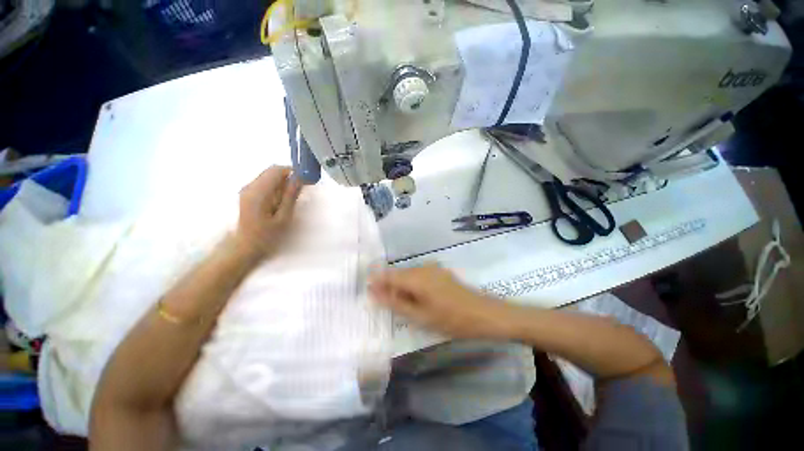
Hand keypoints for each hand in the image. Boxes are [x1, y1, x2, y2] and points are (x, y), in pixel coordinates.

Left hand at [233, 166, 302, 259]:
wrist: (244, 248)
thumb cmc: (266, 236)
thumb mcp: (283, 217)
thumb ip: (290, 196)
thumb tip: (299, 179)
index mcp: (259, 191)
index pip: (277, 170)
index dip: (293, 171)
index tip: (307, 180)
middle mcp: (250, 186)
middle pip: (272, 171)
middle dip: (289, 177)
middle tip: (303, 189)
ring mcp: (247, 190)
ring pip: (269, 177)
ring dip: (283, 183)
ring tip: (294, 197)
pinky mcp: (248, 195)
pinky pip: (265, 184)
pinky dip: (277, 188)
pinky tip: (283, 200)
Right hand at [368, 265, 511, 339]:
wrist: (483, 314)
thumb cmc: (450, 319)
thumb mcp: (420, 316)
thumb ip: (395, 303)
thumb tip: (374, 293)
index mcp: (416, 277)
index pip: (389, 274)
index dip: (377, 281)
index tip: (367, 290)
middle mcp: (422, 267)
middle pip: (399, 273)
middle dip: (388, 285)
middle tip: (381, 302)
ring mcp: (433, 268)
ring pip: (409, 275)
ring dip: (400, 286)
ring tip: (397, 303)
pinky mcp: (439, 272)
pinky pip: (419, 276)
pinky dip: (412, 286)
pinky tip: (414, 298)